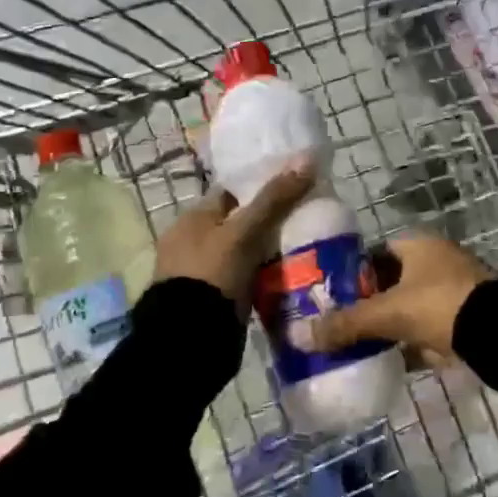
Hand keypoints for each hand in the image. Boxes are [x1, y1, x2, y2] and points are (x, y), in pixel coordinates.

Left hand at [155, 162, 314, 315]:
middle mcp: (192, 241)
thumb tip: (307, 160)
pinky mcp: (213, 297)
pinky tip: (287, 276)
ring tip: (305, 247)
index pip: (231, 191)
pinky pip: (244, 277)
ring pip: (243, 251)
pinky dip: (262, 275)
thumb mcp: (245, 232)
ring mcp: (202, 271)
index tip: (293, 188)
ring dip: (267, 251)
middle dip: (268, 222)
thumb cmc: (213, 272)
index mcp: (192, 218)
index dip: (260, 187)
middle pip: (239, 222)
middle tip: (305, 220)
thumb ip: (274, 198)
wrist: (190, 336)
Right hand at [292, 236, 492, 360]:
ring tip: (357, 346)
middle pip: (391, 283)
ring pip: (409, 309)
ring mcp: (453, 292)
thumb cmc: (441, 306)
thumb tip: (298, 335)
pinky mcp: (464, 322)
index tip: (330, 297)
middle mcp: (436, 262)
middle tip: (339, 325)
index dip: (352, 274)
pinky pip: (427, 332)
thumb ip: (347, 324)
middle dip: (369, 304)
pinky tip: (388, 362)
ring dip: (389, 326)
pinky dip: (410, 346)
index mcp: (418, 245)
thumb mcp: (389, 313)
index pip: (375, 254)